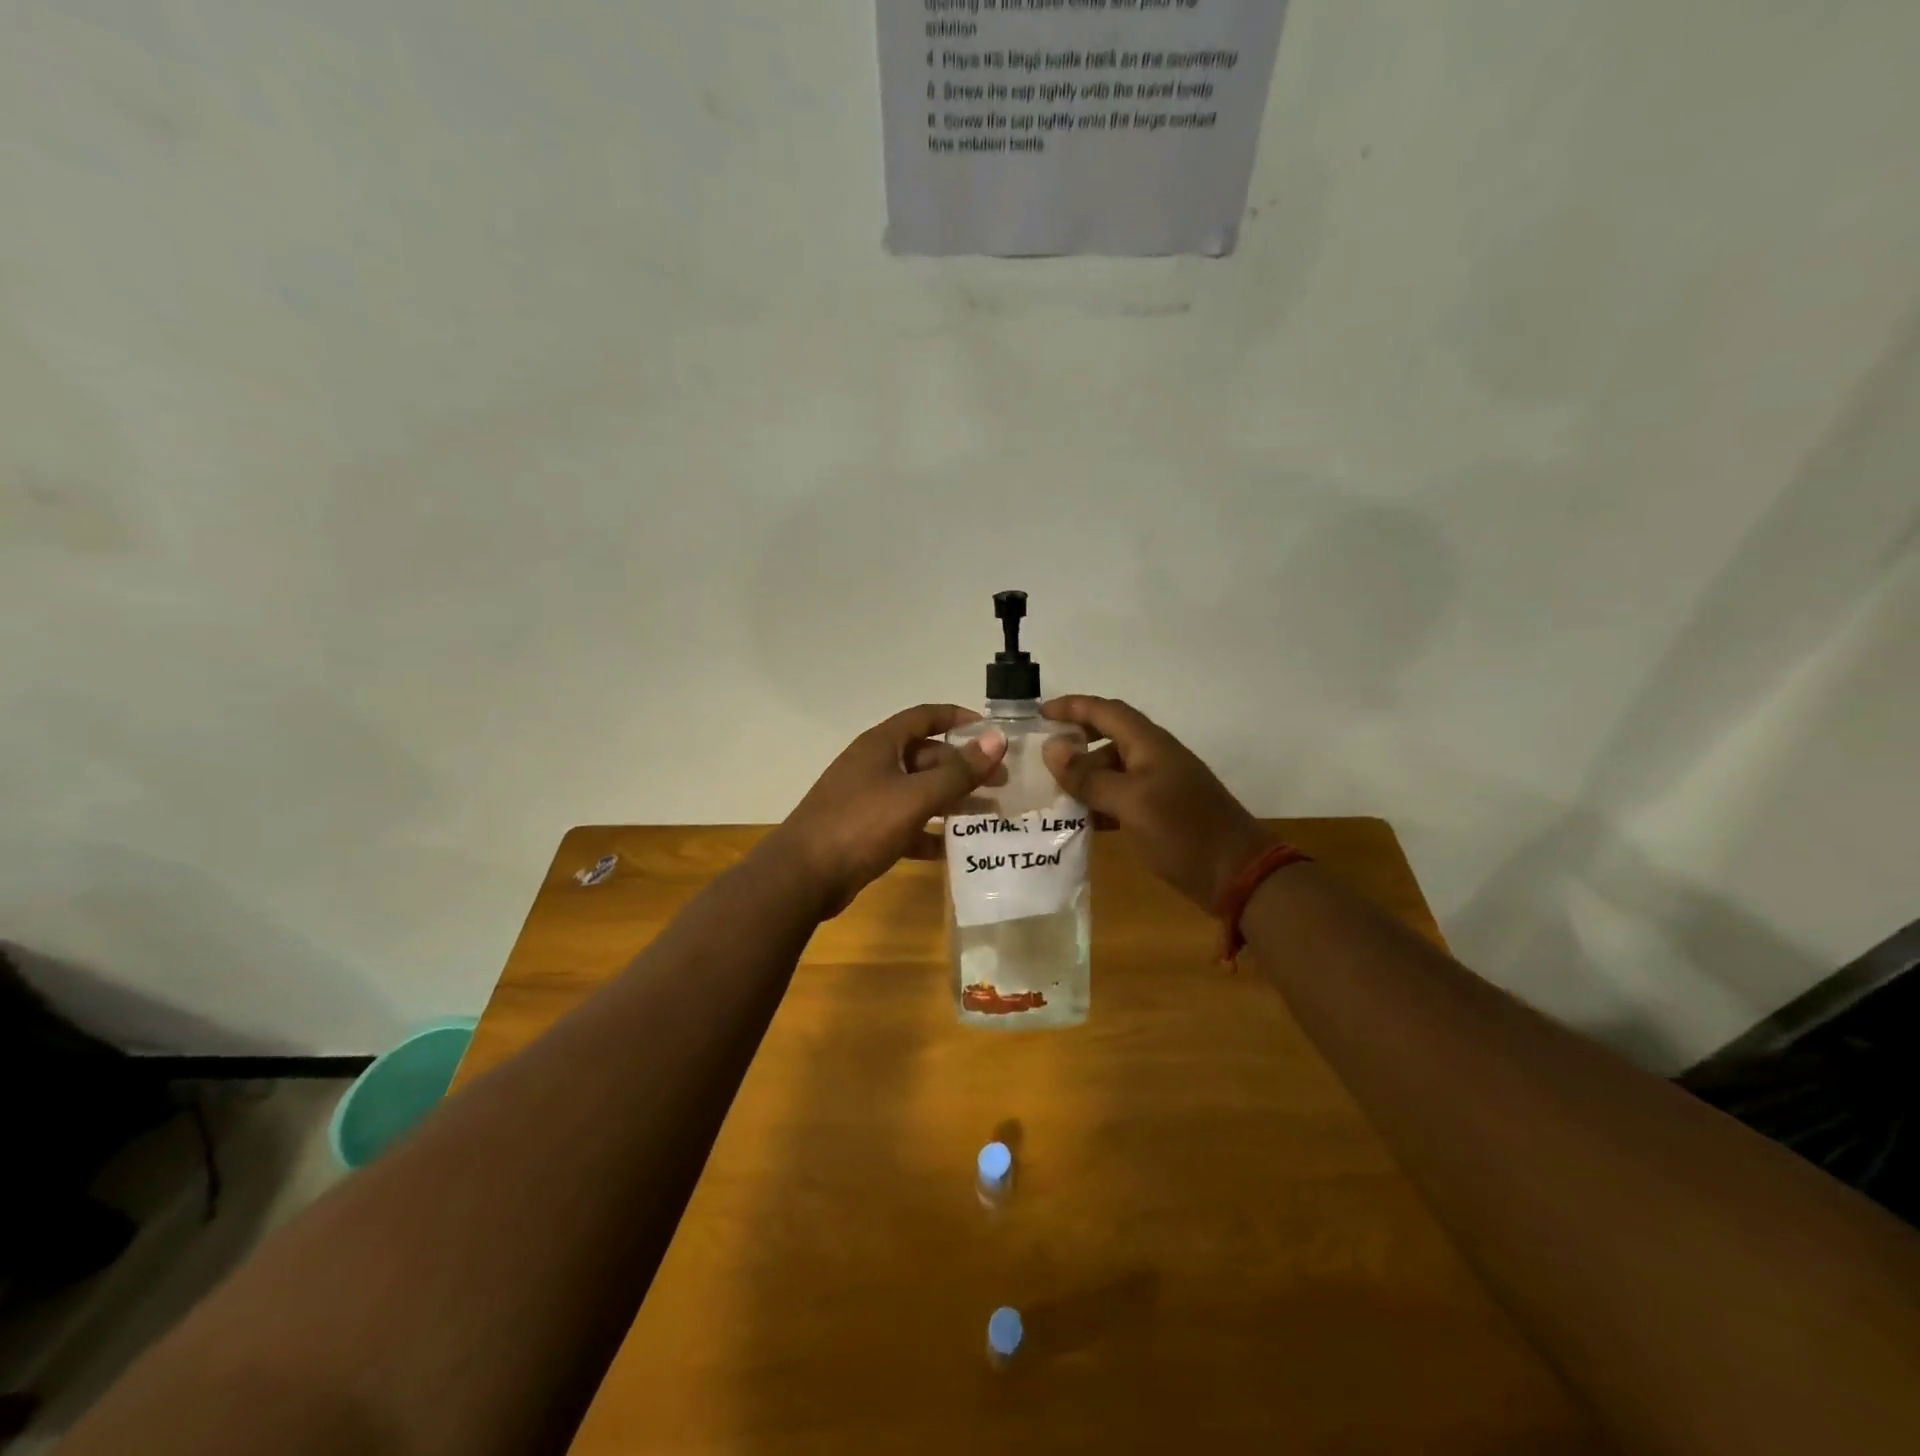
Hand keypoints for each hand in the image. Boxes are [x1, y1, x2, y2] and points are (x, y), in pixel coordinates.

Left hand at [772, 704, 1008, 917]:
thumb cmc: (860, 825)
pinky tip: (955, 849)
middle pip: (926, 757)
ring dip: (952, 801)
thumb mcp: (915, 796)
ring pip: (919, 792)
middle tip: (1001, 783)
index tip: (992, 733)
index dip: (959, 718)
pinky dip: (930, 832)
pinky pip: (907, 824)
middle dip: (964, 768)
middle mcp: (874, 765)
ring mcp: (868, 799)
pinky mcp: (865, 831)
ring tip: (988, 815)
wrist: (803, 876)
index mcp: (882, 745)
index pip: (925, 717)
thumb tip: (997, 739)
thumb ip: (959, 771)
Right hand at [1041, 696, 1269, 912]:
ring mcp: (1160, 785)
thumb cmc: (1183, 831)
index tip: (1039, 713)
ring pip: (1113, 769)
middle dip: (1075, 743)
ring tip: (1053, 793)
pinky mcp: (1162, 811)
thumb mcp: (1130, 802)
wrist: (1238, 874)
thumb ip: (1089, 776)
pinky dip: (1099, 802)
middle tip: (1042, 758)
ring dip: (1085, 776)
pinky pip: (1122, 796)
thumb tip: (1052, 748)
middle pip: (1108, 737)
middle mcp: (1154, 757)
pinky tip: (1080, 820)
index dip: (1072, 707)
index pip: (1105, 711)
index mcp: (1149, 744)